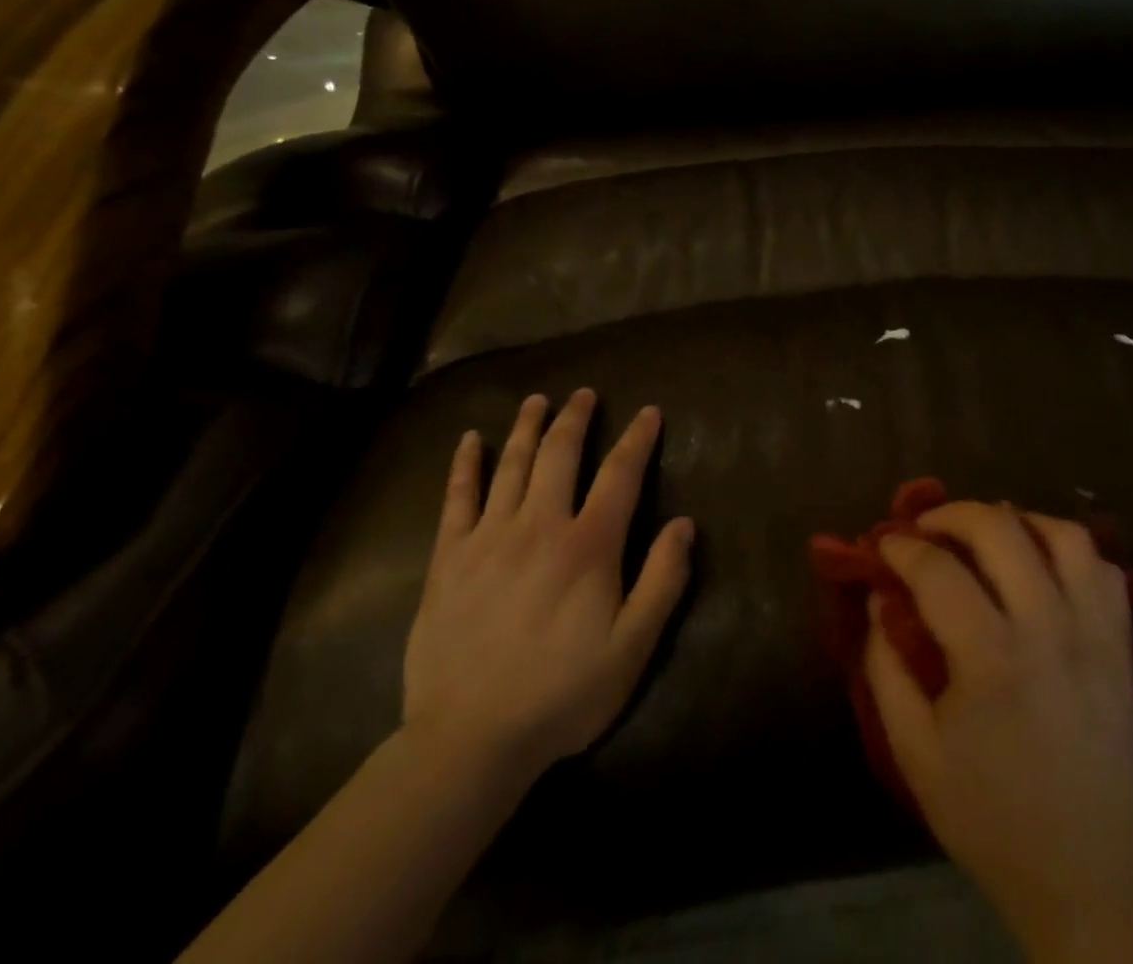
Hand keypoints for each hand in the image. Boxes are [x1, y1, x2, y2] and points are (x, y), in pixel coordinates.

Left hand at [401, 390, 694, 788]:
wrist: (469, 740)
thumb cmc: (562, 694)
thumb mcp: (632, 647)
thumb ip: (662, 580)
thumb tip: (684, 523)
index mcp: (588, 546)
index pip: (620, 474)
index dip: (637, 439)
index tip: (649, 412)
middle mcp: (539, 526)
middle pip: (560, 455)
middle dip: (576, 418)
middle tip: (584, 394)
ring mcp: (489, 538)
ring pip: (512, 465)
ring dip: (528, 427)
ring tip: (538, 400)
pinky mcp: (448, 559)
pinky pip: (457, 498)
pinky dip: (465, 464)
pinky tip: (470, 440)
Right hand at [866, 501, 1132, 963]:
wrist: (1086, 876)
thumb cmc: (988, 816)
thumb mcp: (914, 752)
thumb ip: (886, 668)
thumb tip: (880, 599)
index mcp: (991, 659)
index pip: (938, 570)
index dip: (902, 547)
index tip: (884, 544)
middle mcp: (1048, 630)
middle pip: (1000, 530)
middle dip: (953, 514)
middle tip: (927, 527)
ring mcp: (1094, 634)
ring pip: (1064, 536)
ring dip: (1018, 521)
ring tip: (988, 535)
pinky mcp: (1122, 647)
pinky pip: (1103, 570)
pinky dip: (1069, 552)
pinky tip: (1041, 566)